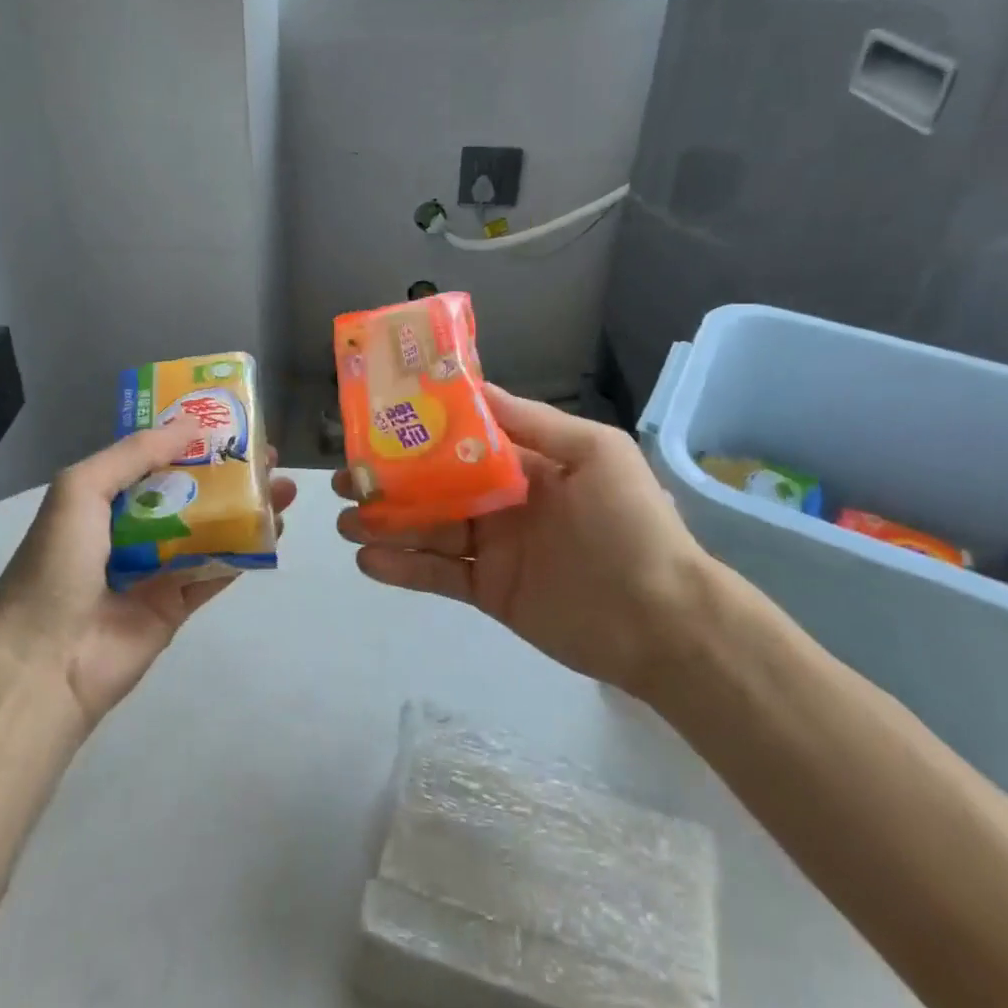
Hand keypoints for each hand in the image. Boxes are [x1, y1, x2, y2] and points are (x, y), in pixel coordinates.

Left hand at [0, 424, 297, 725]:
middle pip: (193, 492)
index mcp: (107, 500)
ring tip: (284, 488)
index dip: (193, 439)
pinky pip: (218, 571)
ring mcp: (159, 569)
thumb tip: (192, 425)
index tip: (231, 422)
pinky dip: (247, 551)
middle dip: (231, 472)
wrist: (45, 660)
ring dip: (249, 507)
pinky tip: (275, 531)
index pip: (157, 459)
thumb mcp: (81, 489)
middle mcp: (134, 529)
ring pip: (213, 529)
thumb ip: (135, 453)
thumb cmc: (57, 564)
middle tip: (269, 456)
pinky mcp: (178, 605)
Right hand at [336, 386, 709, 693]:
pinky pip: (437, 575)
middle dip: (390, 480)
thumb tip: (474, 387)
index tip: (378, 422)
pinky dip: (402, 568)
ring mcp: (492, 548)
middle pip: (435, 485)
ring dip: (386, 523)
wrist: (661, 620)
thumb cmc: (630, 524)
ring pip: (428, 529)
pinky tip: (368, 561)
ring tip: (345, 520)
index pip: (462, 439)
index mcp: (526, 463)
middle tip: (346, 479)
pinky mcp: (488, 591)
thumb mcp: (595, 453)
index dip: (421, 430)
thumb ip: (532, 422)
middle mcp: (503, 500)